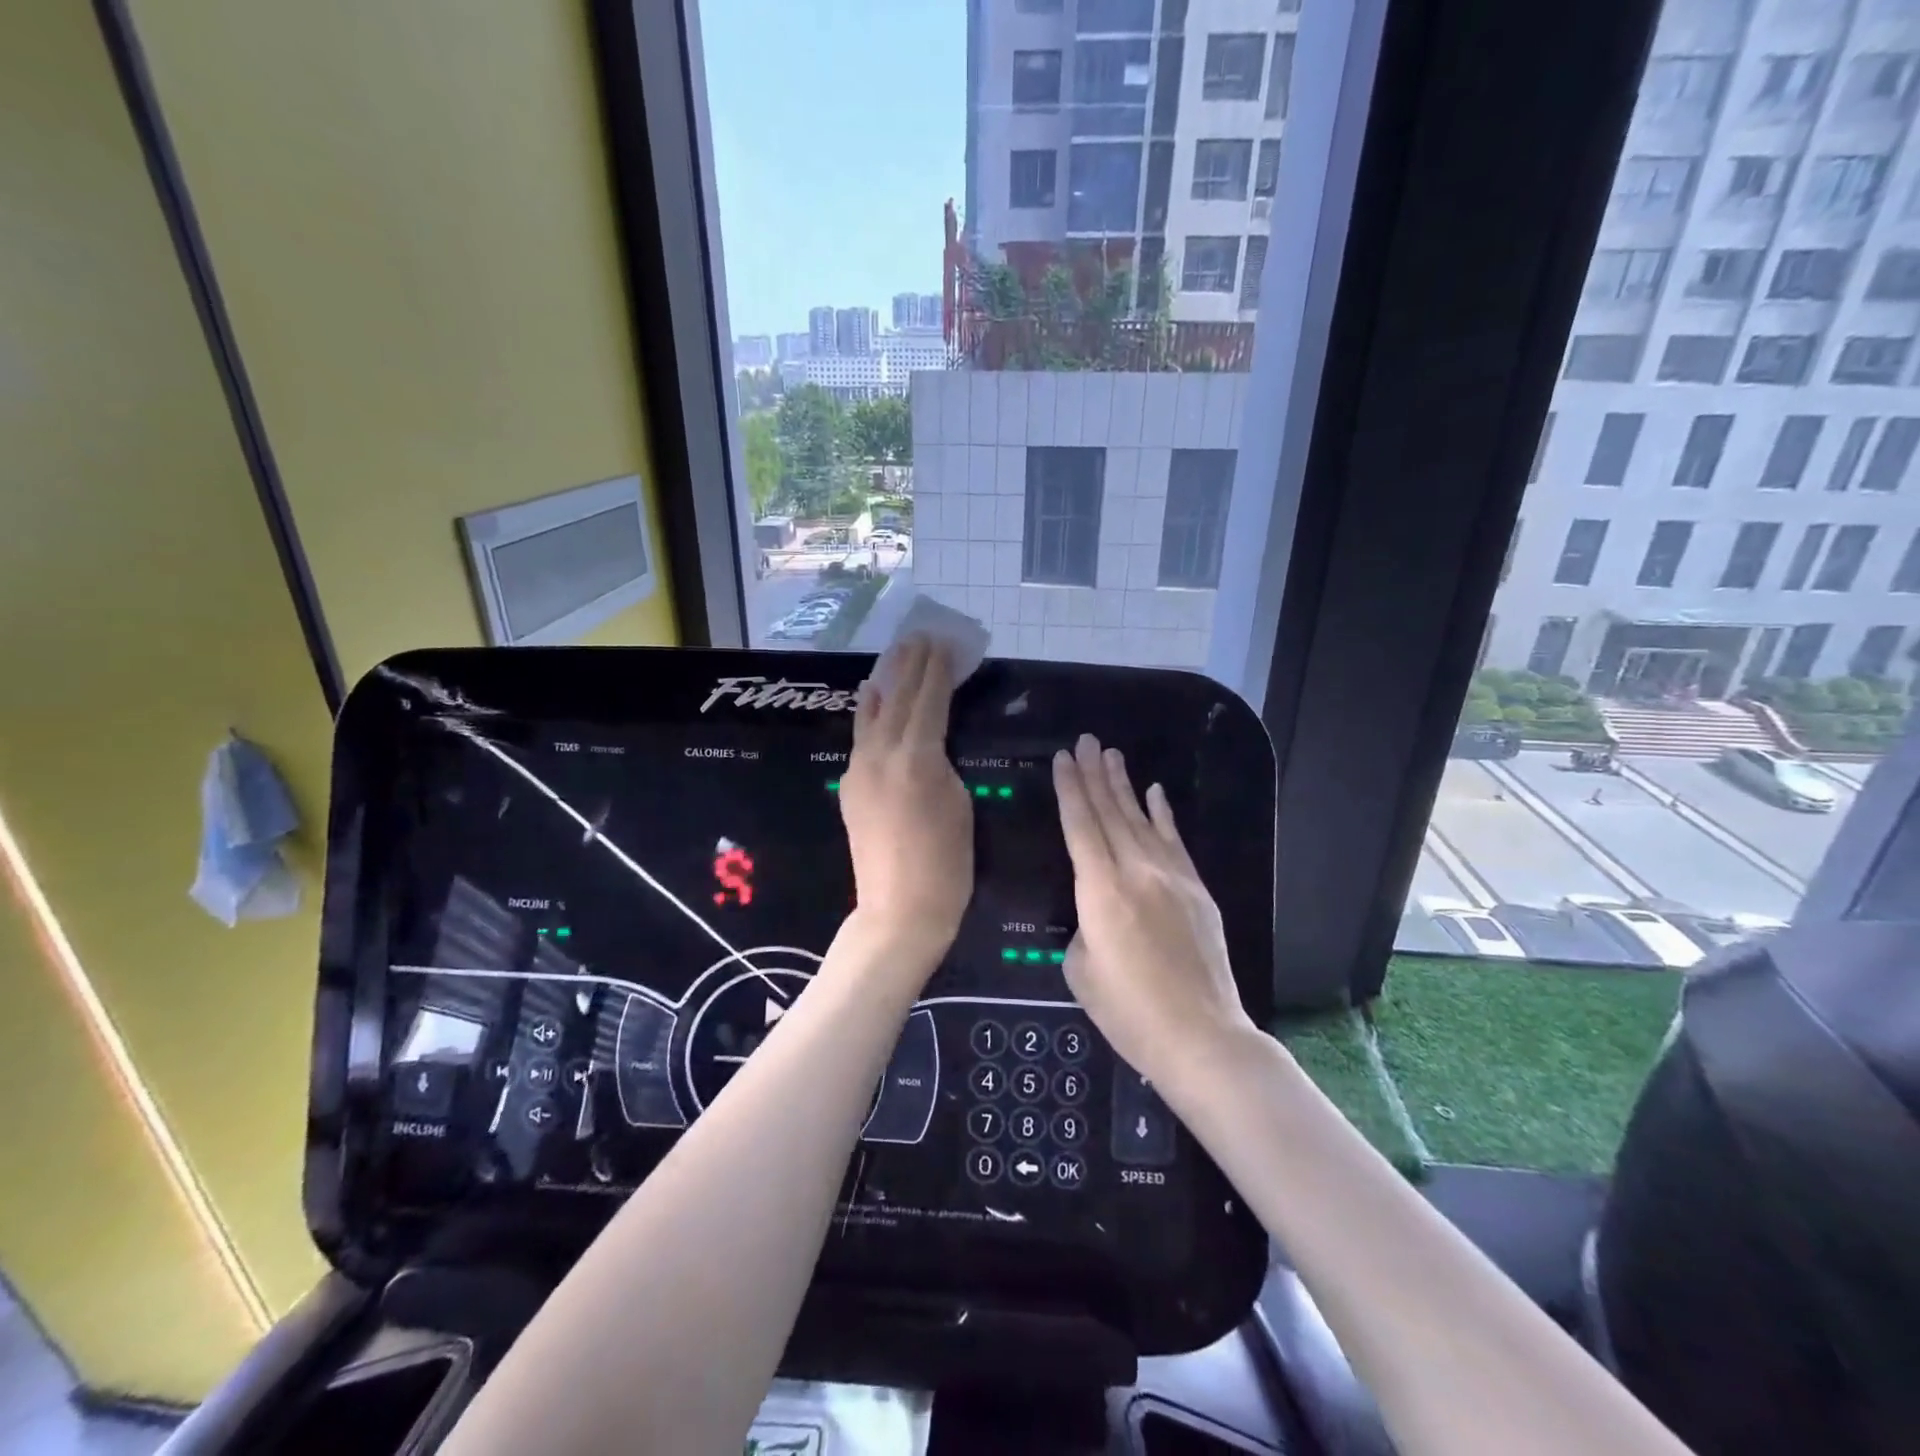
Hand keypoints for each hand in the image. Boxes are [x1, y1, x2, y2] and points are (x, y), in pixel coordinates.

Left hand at [839, 635, 973, 956]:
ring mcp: (859, 769)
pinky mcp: (850, 786)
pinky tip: (870, 696)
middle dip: (912, 664)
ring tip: (898, 653)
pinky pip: (860, 737)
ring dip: (887, 680)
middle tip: (922, 634)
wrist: (899, 910)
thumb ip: (942, 763)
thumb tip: (929, 744)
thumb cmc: (947, 864)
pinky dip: (868, 712)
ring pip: (873, 713)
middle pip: (899, 698)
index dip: (938, 669)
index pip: (930, 700)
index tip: (945, 641)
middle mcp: (882, 754)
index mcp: (917, 757)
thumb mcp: (960, 804)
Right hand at [1053, 734, 1253, 1086]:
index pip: (1080, 825)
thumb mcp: (1081, 970)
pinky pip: (1175, 841)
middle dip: (1094, 774)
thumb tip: (1096, 913)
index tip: (1063, 758)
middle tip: (1085, 740)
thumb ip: (1083, 928)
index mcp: (1100, 890)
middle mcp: (1136, 871)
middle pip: (1110, 812)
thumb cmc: (1129, 1011)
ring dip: (1124, 785)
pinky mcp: (1196, 890)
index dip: (1070, 789)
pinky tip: (1156, 792)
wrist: (1201, 1035)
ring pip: (1142, 819)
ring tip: (1111, 754)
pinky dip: (1163, 814)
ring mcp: (1172, 877)